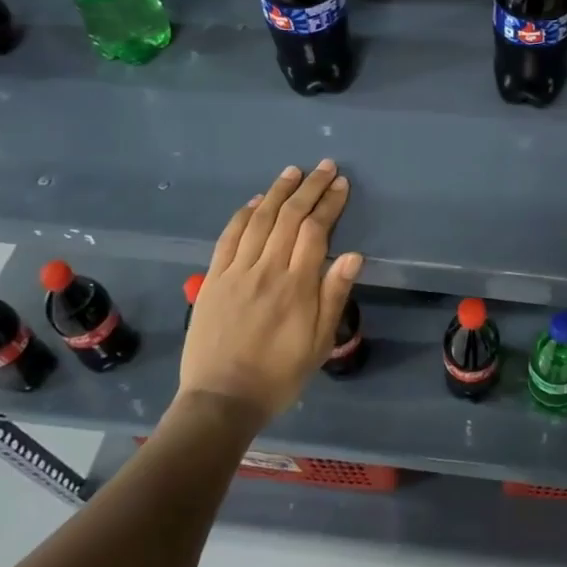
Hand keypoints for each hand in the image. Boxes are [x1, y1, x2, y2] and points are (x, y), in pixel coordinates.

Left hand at [174, 160, 362, 426]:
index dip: (329, 204)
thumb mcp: (319, 342)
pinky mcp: (213, 279)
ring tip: (293, 172)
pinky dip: (244, 214)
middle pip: (289, 217)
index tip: (341, 184)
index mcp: (297, 286)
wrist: (222, 399)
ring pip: (259, 220)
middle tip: (324, 166)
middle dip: (309, 188)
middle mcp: (267, 270)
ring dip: (278, 192)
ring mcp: (236, 272)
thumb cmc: (280, 374)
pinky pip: (229, 237)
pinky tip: (257, 201)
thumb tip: (353, 255)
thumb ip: (334, 295)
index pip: (315, 231)